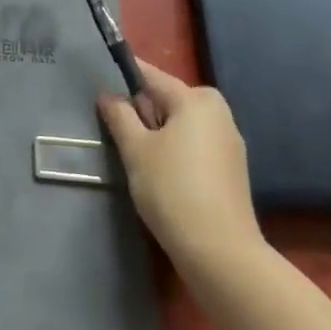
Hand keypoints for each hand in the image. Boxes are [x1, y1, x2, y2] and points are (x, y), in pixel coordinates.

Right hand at [98, 62, 264, 271]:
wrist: (221, 254)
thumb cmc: (173, 190)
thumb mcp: (136, 150)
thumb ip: (119, 115)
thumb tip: (108, 94)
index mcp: (196, 99)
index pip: (151, 75)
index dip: (123, 78)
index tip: (98, 83)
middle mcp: (218, 113)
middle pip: (168, 99)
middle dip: (142, 109)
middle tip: (116, 129)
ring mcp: (229, 142)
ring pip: (181, 124)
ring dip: (158, 132)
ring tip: (134, 152)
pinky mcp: (231, 170)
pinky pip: (195, 145)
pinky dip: (175, 150)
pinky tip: (160, 173)